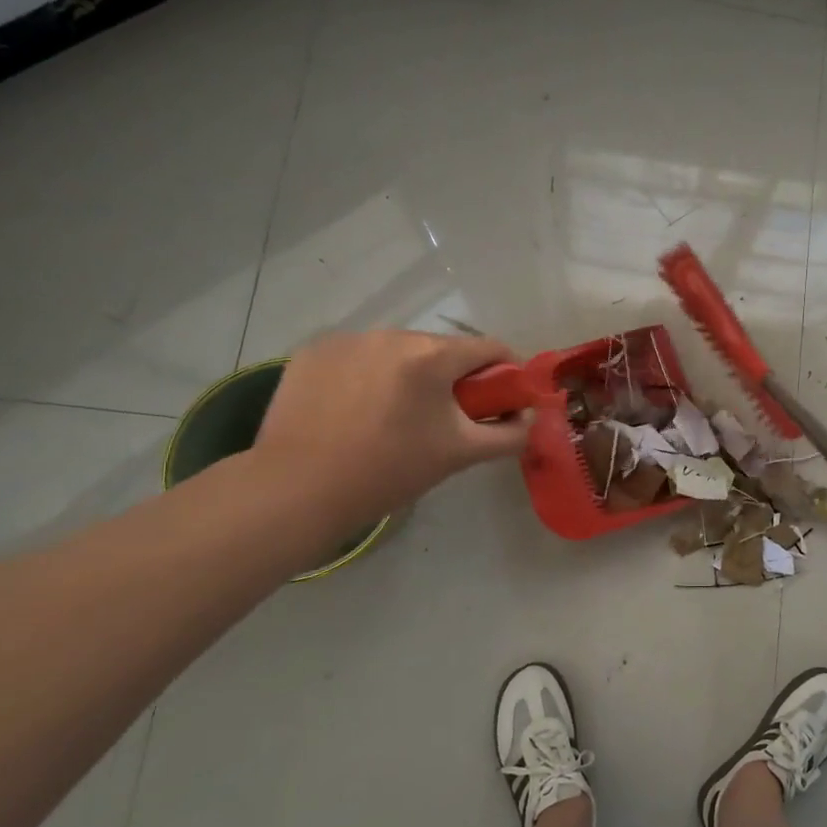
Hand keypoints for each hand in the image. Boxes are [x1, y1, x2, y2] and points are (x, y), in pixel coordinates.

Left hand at [252, 331, 531, 529]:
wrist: (295, 491)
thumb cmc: (388, 472)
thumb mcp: (460, 455)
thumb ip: (509, 434)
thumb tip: (532, 419)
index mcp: (432, 356)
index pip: (490, 348)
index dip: (505, 373)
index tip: (502, 401)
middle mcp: (391, 335)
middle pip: (443, 349)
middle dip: (453, 377)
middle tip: (446, 418)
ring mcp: (348, 339)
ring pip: (399, 351)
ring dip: (410, 374)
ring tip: (396, 416)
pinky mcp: (313, 351)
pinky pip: (360, 356)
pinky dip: (369, 375)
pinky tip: (356, 409)